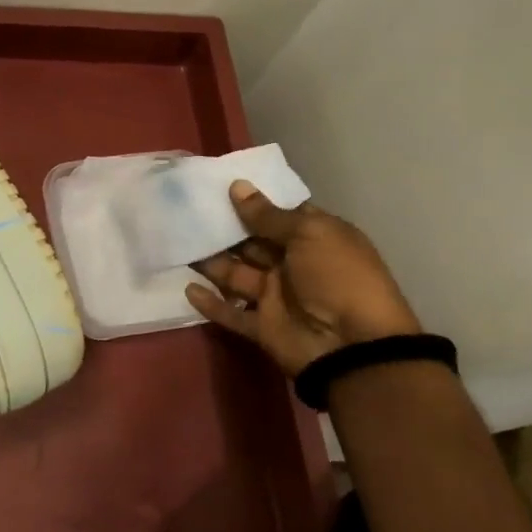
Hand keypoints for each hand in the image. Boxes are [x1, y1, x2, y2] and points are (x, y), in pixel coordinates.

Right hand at [185, 181, 418, 376]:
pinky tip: (187, 288)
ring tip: (178, 241)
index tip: (217, 184)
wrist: (353, 348)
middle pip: (251, 242)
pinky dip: (210, 303)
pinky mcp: (261, 325)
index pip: (278, 215)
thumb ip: (269, 215)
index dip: (252, 200)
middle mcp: (293, 265)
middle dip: (223, 228)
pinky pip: (230, 312)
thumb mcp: (310, 235)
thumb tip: (237, 186)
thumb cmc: (338, 278)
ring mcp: (276, 296)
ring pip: (235, 274)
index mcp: (313, 239)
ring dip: (210, 261)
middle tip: (186, 209)